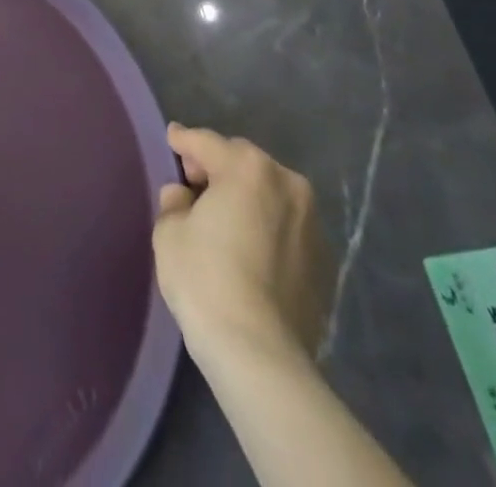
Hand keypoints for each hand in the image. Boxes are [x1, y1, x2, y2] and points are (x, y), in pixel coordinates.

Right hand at [152, 124, 331, 366]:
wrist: (261, 355)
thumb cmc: (206, 280)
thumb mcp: (169, 232)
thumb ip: (175, 202)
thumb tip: (185, 197)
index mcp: (247, 167)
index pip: (206, 142)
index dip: (183, 140)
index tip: (172, 139)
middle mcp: (287, 183)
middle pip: (243, 162)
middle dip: (218, 168)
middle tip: (195, 187)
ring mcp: (312, 223)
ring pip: (270, 193)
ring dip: (247, 197)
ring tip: (226, 220)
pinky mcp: (325, 261)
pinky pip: (286, 227)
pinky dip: (268, 228)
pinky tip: (250, 251)